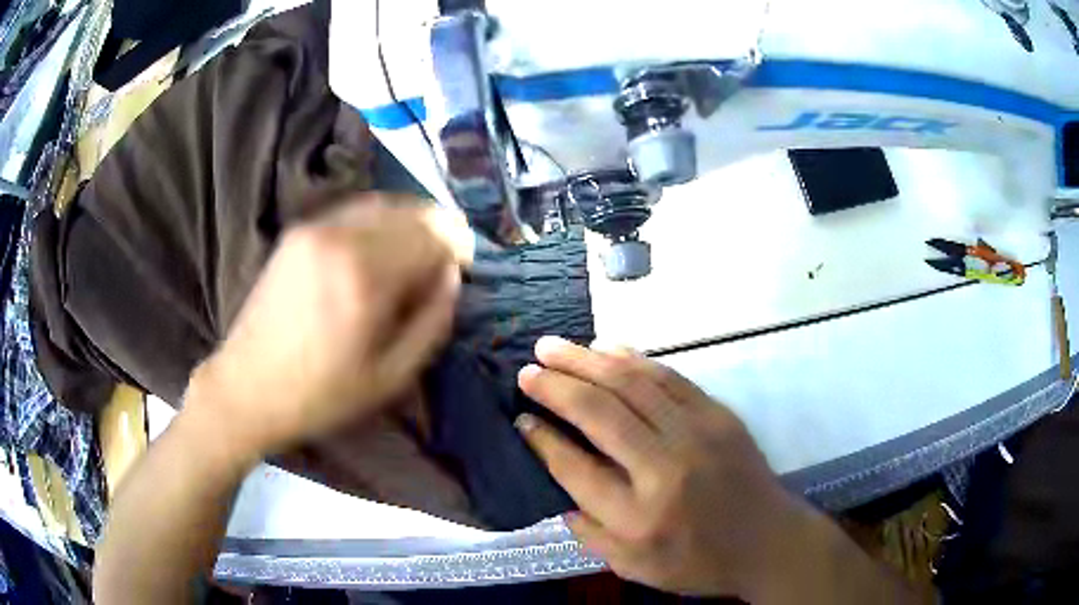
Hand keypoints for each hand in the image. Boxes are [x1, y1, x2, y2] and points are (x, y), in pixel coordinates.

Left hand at [188, 195, 468, 457]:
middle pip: (410, 211)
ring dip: (410, 220)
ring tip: (420, 248)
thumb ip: (432, 321)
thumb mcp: (391, 376)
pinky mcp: (297, 232)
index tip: (466, 264)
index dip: (458, 245)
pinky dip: (379, 220)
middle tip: (450, 254)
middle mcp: (340, 237)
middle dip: (439, 228)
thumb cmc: (321, 394)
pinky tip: (382, 246)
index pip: (432, 235)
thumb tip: (452, 276)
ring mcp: (314, 229)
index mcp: (365, 276)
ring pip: (382, 204)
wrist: (247, 388)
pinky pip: (353, 211)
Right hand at [515, 336, 810, 597]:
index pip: (576, 468)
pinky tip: (606, 348)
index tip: (521, 417)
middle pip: (600, 413)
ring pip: (631, 384)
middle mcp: (665, 469)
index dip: (542, 439)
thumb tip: (557, 492)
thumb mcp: (634, 568)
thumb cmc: (697, 562)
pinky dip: (632, 358)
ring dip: (586, 360)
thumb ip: (589, 534)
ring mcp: (696, 434)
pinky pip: (668, 376)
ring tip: (553, 347)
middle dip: (556, 386)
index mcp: (639, 517)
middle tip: (528, 369)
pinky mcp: (718, 414)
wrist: (768, 540)